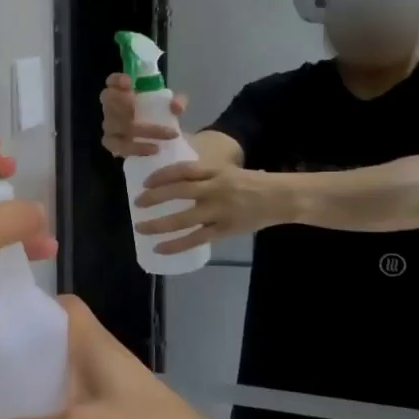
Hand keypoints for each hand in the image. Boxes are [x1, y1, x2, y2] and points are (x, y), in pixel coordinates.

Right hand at [100, 74, 187, 158]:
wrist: (159, 141)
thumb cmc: (159, 116)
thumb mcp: (170, 106)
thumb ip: (177, 102)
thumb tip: (176, 106)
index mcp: (123, 92)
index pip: (112, 81)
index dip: (116, 80)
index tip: (129, 83)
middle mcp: (111, 107)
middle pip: (107, 100)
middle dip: (119, 101)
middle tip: (134, 106)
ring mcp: (110, 126)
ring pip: (113, 125)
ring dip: (138, 128)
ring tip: (160, 133)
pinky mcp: (113, 145)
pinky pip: (119, 146)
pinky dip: (137, 148)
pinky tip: (153, 149)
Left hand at [134, 162, 285, 256]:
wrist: (281, 197)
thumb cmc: (251, 182)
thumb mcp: (227, 170)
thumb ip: (204, 174)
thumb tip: (173, 179)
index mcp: (215, 171)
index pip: (183, 170)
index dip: (161, 175)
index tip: (145, 182)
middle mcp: (215, 189)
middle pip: (179, 192)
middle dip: (154, 198)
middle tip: (137, 202)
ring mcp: (220, 211)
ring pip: (184, 219)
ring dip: (159, 224)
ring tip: (140, 227)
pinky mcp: (225, 229)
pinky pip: (196, 239)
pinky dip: (176, 244)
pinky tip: (160, 248)